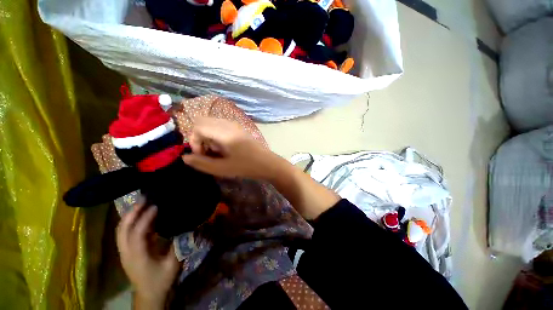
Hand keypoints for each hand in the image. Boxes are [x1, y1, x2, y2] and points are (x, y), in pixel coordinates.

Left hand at [116, 199, 179, 308]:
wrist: (149, 294)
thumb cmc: (162, 280)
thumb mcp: (173, 264)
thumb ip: (179, 245)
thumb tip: (187, 227)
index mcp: (138, 257)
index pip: (137, 234)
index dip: (145, 219)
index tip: (155, 206)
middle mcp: (126, 253)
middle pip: (122, 230)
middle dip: (132, 213)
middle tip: (144, 199)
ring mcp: (124, 253)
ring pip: (121, 231)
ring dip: (129, 216)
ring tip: (141, 204)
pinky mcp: (126, 252)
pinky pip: (124, 233)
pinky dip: (130, 222)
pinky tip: (140, 216)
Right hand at [183, 117, 279, 179]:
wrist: (267, 163)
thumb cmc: (246, 167)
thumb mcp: (222, 169)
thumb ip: (201, 163)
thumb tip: (184, 157)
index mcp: (224, 133)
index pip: (198, 127)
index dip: (194, 141)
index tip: (201, 155)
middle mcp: (228, 124)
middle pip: (203, 122)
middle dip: (199, 137)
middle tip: (206, 152)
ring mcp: (235, 124)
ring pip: (211, 123)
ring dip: (207, 135)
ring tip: (216, 150)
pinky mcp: (239, 128)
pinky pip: (221, 125)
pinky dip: (216, 134)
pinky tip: (224, 146)